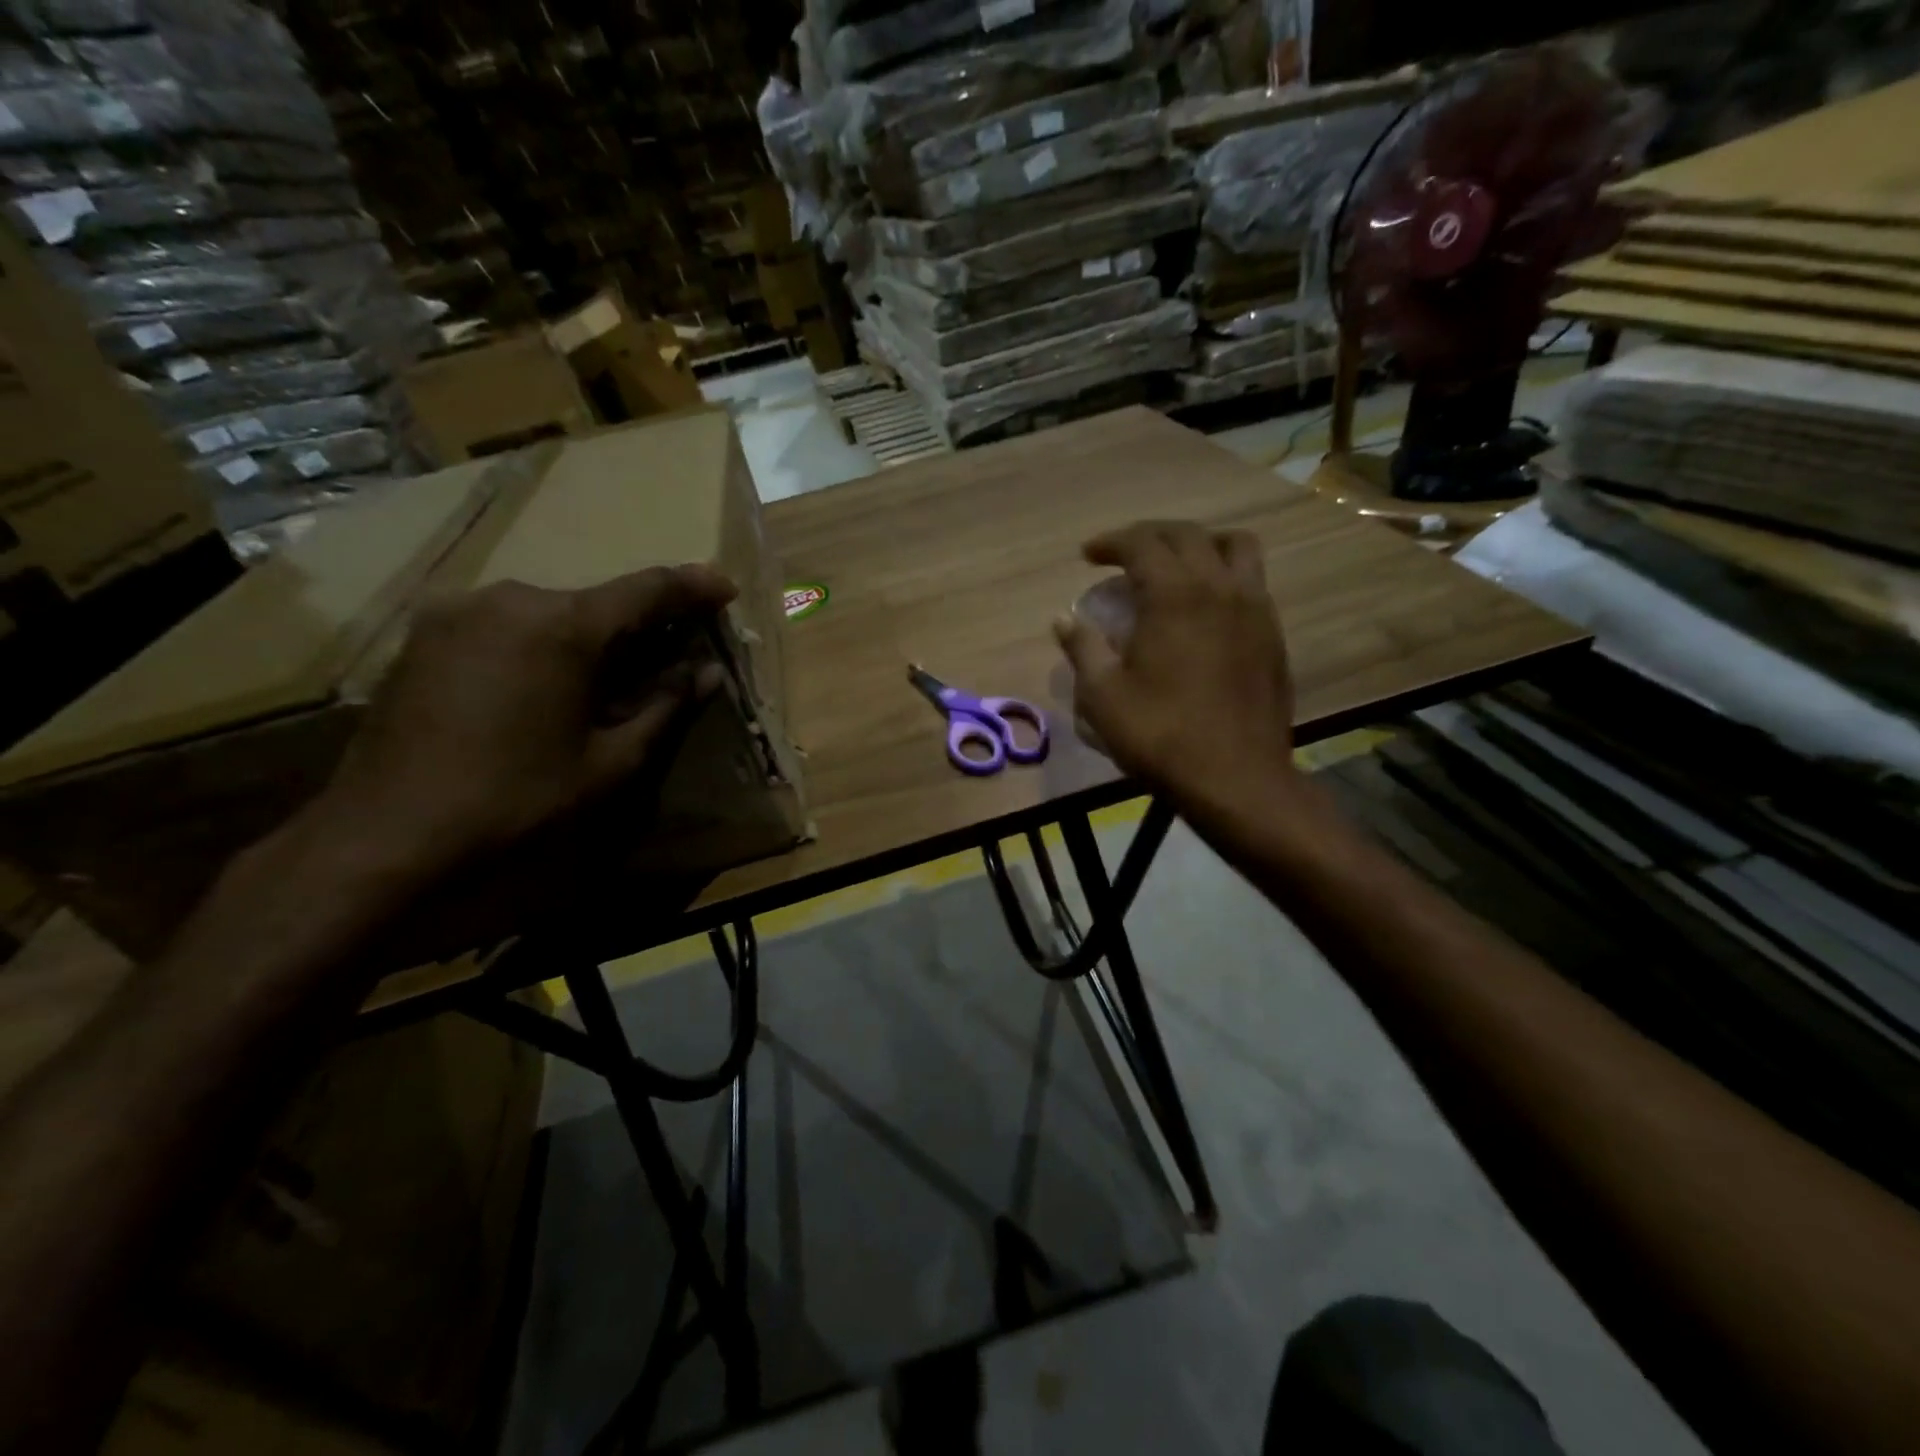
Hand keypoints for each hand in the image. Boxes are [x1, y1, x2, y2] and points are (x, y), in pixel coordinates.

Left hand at [309, 565, 736, 881]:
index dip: (693, 587)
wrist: (386, 833)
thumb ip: (664, 707)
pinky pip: (508, 624)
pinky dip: (544, 642)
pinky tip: (550, 682)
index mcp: (562, 626)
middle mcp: (510, 599)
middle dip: (640, 622)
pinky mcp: (427, 633)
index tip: (725, 588)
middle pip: (596, 600)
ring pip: (551, 611)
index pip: (647, 590)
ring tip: (610, 677)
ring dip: (590, 635)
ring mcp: (459, 611)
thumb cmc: (516, 800)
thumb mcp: (609, 762)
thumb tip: (707, 673)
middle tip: (671, 652)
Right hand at [1054, 521, 1297, 812]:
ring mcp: (1255, 608)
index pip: (1141, 543)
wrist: (1237, 778)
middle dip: (1149, 535)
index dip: (1110, 542)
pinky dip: (1224, 574)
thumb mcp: (1103, 697)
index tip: (1088, 556)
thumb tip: (1064, 620)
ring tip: (1177, 563)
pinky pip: (1252, 581)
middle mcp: (1220, 587)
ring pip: (1235, 546)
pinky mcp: (1273, 634)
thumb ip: (1083, 649)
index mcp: (1175, 596)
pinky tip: (1207, 606)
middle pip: (1187, 535)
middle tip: (1123, 555)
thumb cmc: (1161, 736)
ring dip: (1200, 543)